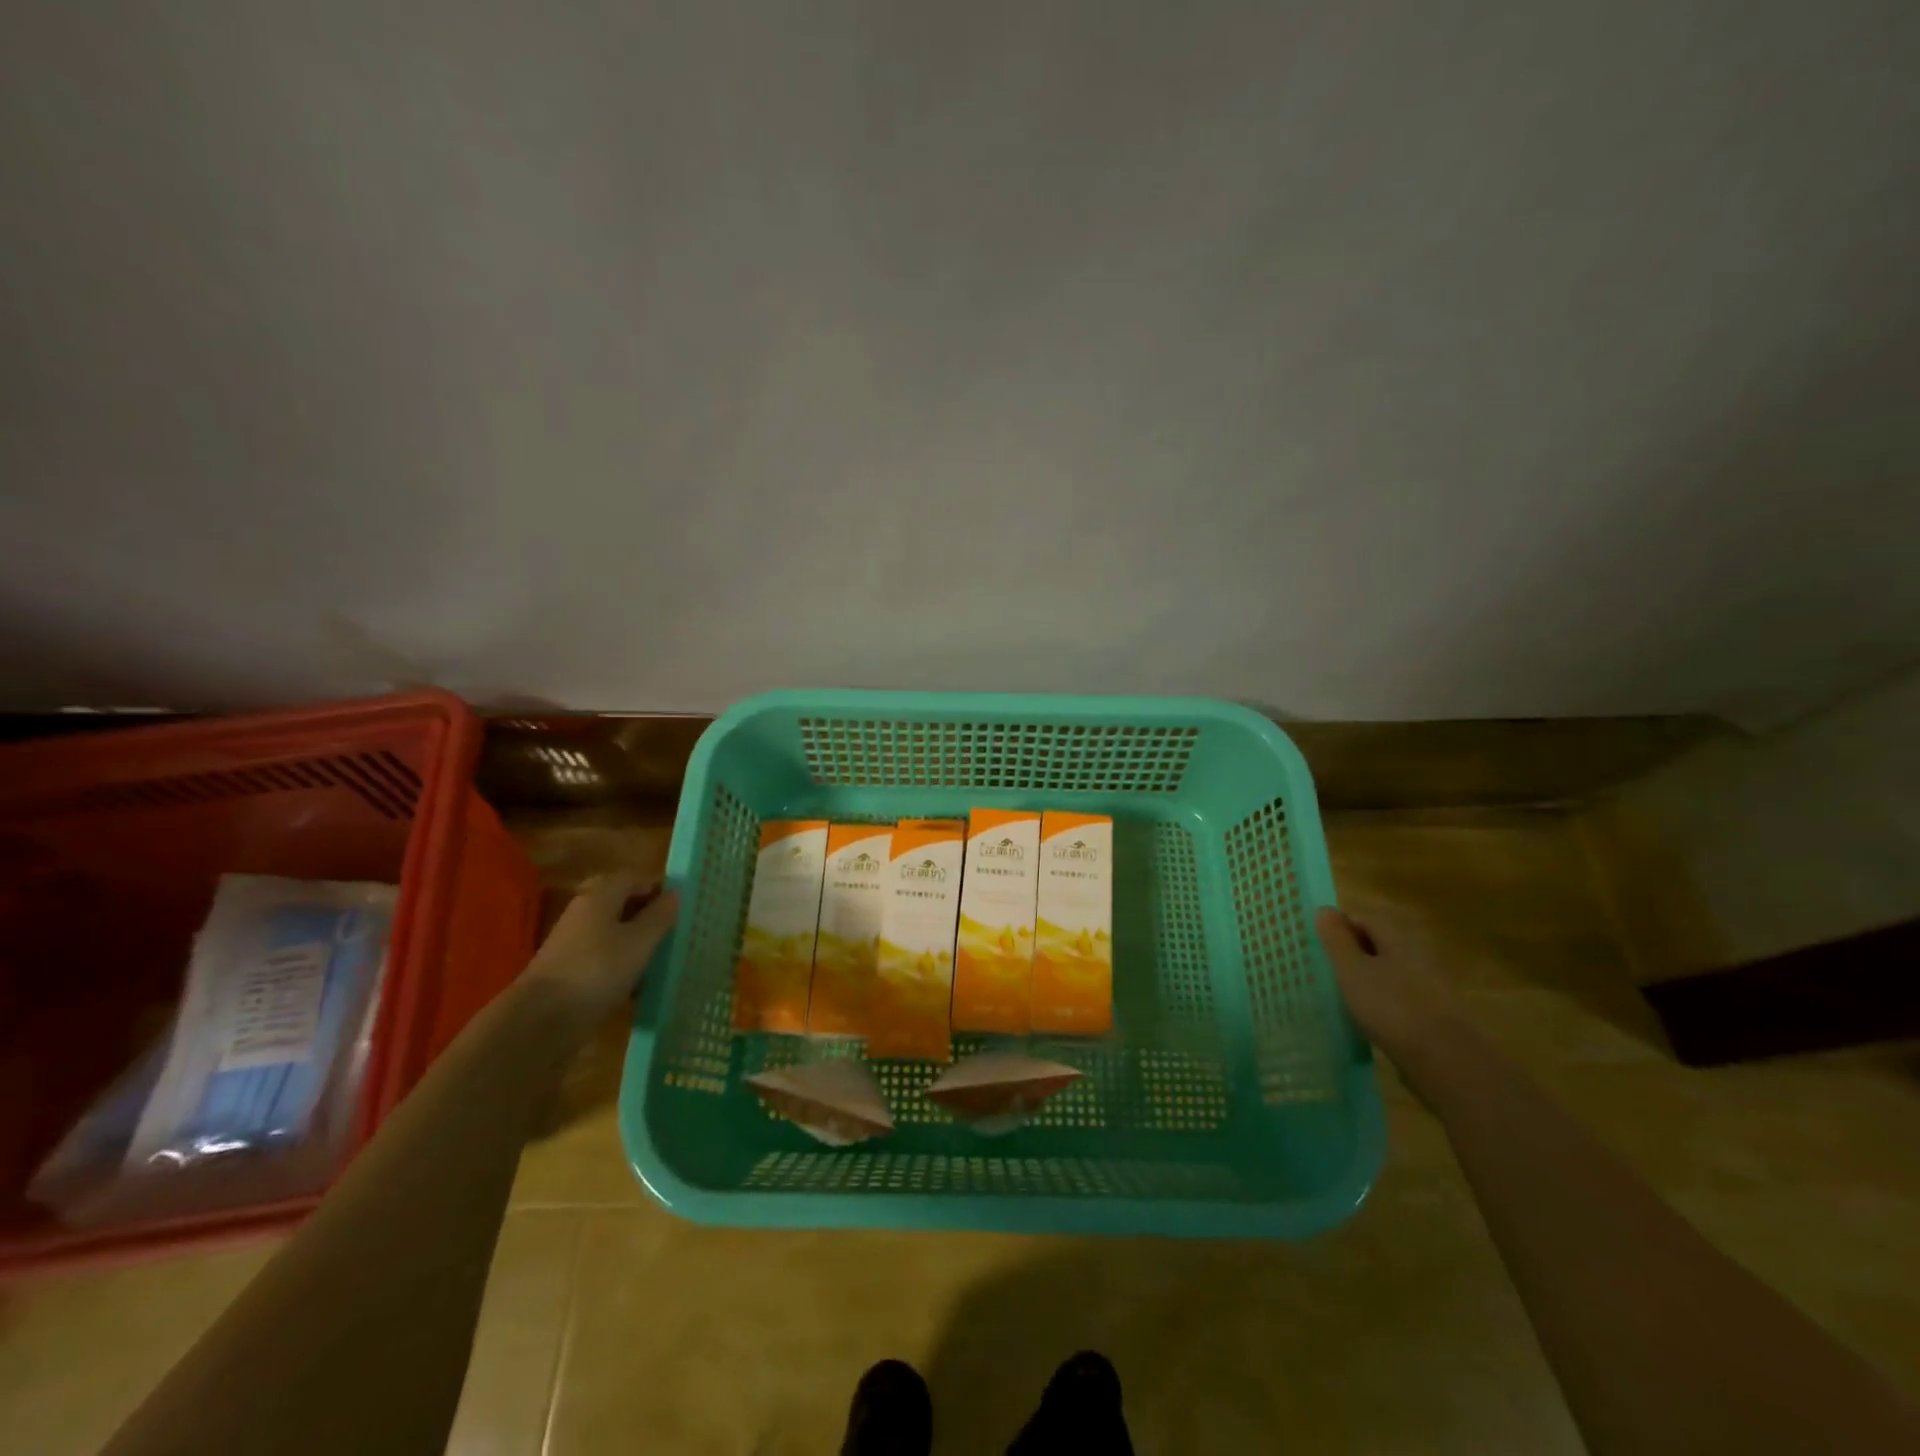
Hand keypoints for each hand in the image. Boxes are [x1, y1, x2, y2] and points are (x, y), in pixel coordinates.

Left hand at [526, 873, 678, 1021]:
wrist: (541, 1020)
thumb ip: (659, 916)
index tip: (679, 907)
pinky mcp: (566, 970)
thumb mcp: (640, 941)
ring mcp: (571, 942)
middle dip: (645, 915)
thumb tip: (674, 894)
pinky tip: (636, 985)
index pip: (632, 878)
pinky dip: (619, 965)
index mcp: (600, 896)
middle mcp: (582, 912)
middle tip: (670, 930)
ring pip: (610, 932)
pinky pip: (600, 958)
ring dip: (634, 942)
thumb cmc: (598, 970)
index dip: (656, 888)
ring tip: (658, 959)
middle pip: (619, 904)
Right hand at [1315, 906, 1469, 1068]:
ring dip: (1368, 980)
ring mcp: (1432, 984)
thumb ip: (1336, 940)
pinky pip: (1402, 996)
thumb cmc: (1392, 1008)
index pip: (1363, 919)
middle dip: (1353, 955)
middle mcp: (1418, 954)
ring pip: (1390, 972)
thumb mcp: (1352, 971)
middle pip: (1378, 944)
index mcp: (1398, 938)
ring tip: (1346, 1000)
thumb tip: (1324, 910)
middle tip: (1329, 974)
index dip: (1339, 930)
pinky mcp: (1437, 1013)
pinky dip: (1384, 1002)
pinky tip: (1373, 1021)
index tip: (1320, 951)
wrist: (1448, 1062)